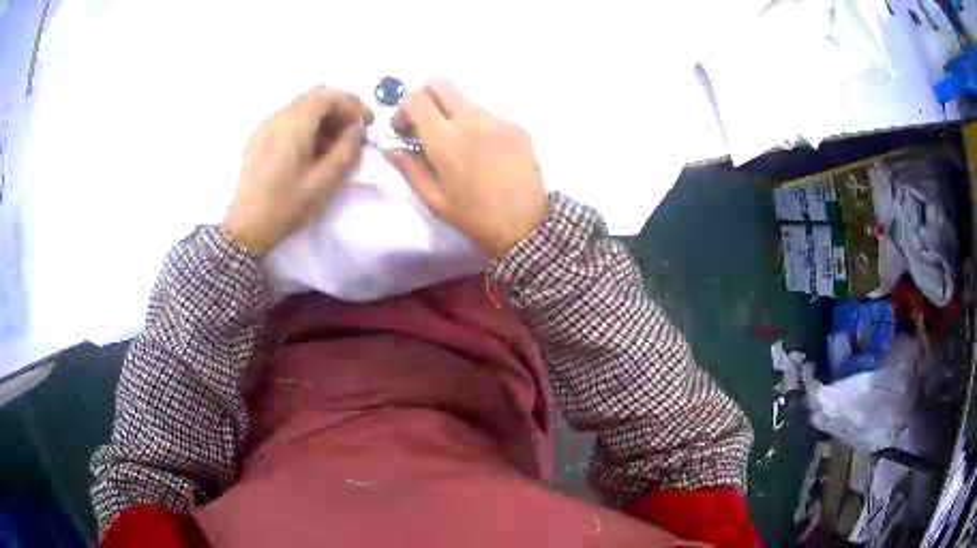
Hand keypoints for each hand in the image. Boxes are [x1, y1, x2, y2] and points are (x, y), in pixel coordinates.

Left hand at [221, 86, 372, 256]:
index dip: (353, 105)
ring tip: (336, 141)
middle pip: (315, 96)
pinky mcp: (259, 136)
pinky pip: (288, 117)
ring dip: (324, 116)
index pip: (329, 96)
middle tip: (356, 129)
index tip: (367, 124)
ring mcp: (265, 124)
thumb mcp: (325, 181)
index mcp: (294, 123)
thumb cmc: (287, 205)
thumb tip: (357, 128)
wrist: (246, 227)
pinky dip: (307, 123)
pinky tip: (312, 146)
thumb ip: (347, 149)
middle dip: (340, 107)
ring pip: (302, 105)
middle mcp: (278, 115)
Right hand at [386, 79, 545, 257]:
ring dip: (452, 111)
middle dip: (425, 98)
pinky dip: (477, 124)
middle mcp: (471, 119)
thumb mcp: (434, 198)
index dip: (403, 110)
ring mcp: (497, 120)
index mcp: (445, 139)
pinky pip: (488, 113)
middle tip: (425, 124)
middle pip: (440, 84)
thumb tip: (389, 148)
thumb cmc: (474, 216)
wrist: (526, 225)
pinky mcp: (516, 126)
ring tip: (457, 142)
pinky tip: (483, 151)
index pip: (416, 99)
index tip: (404, 131)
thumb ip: (408, 168)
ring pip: (465, 98)